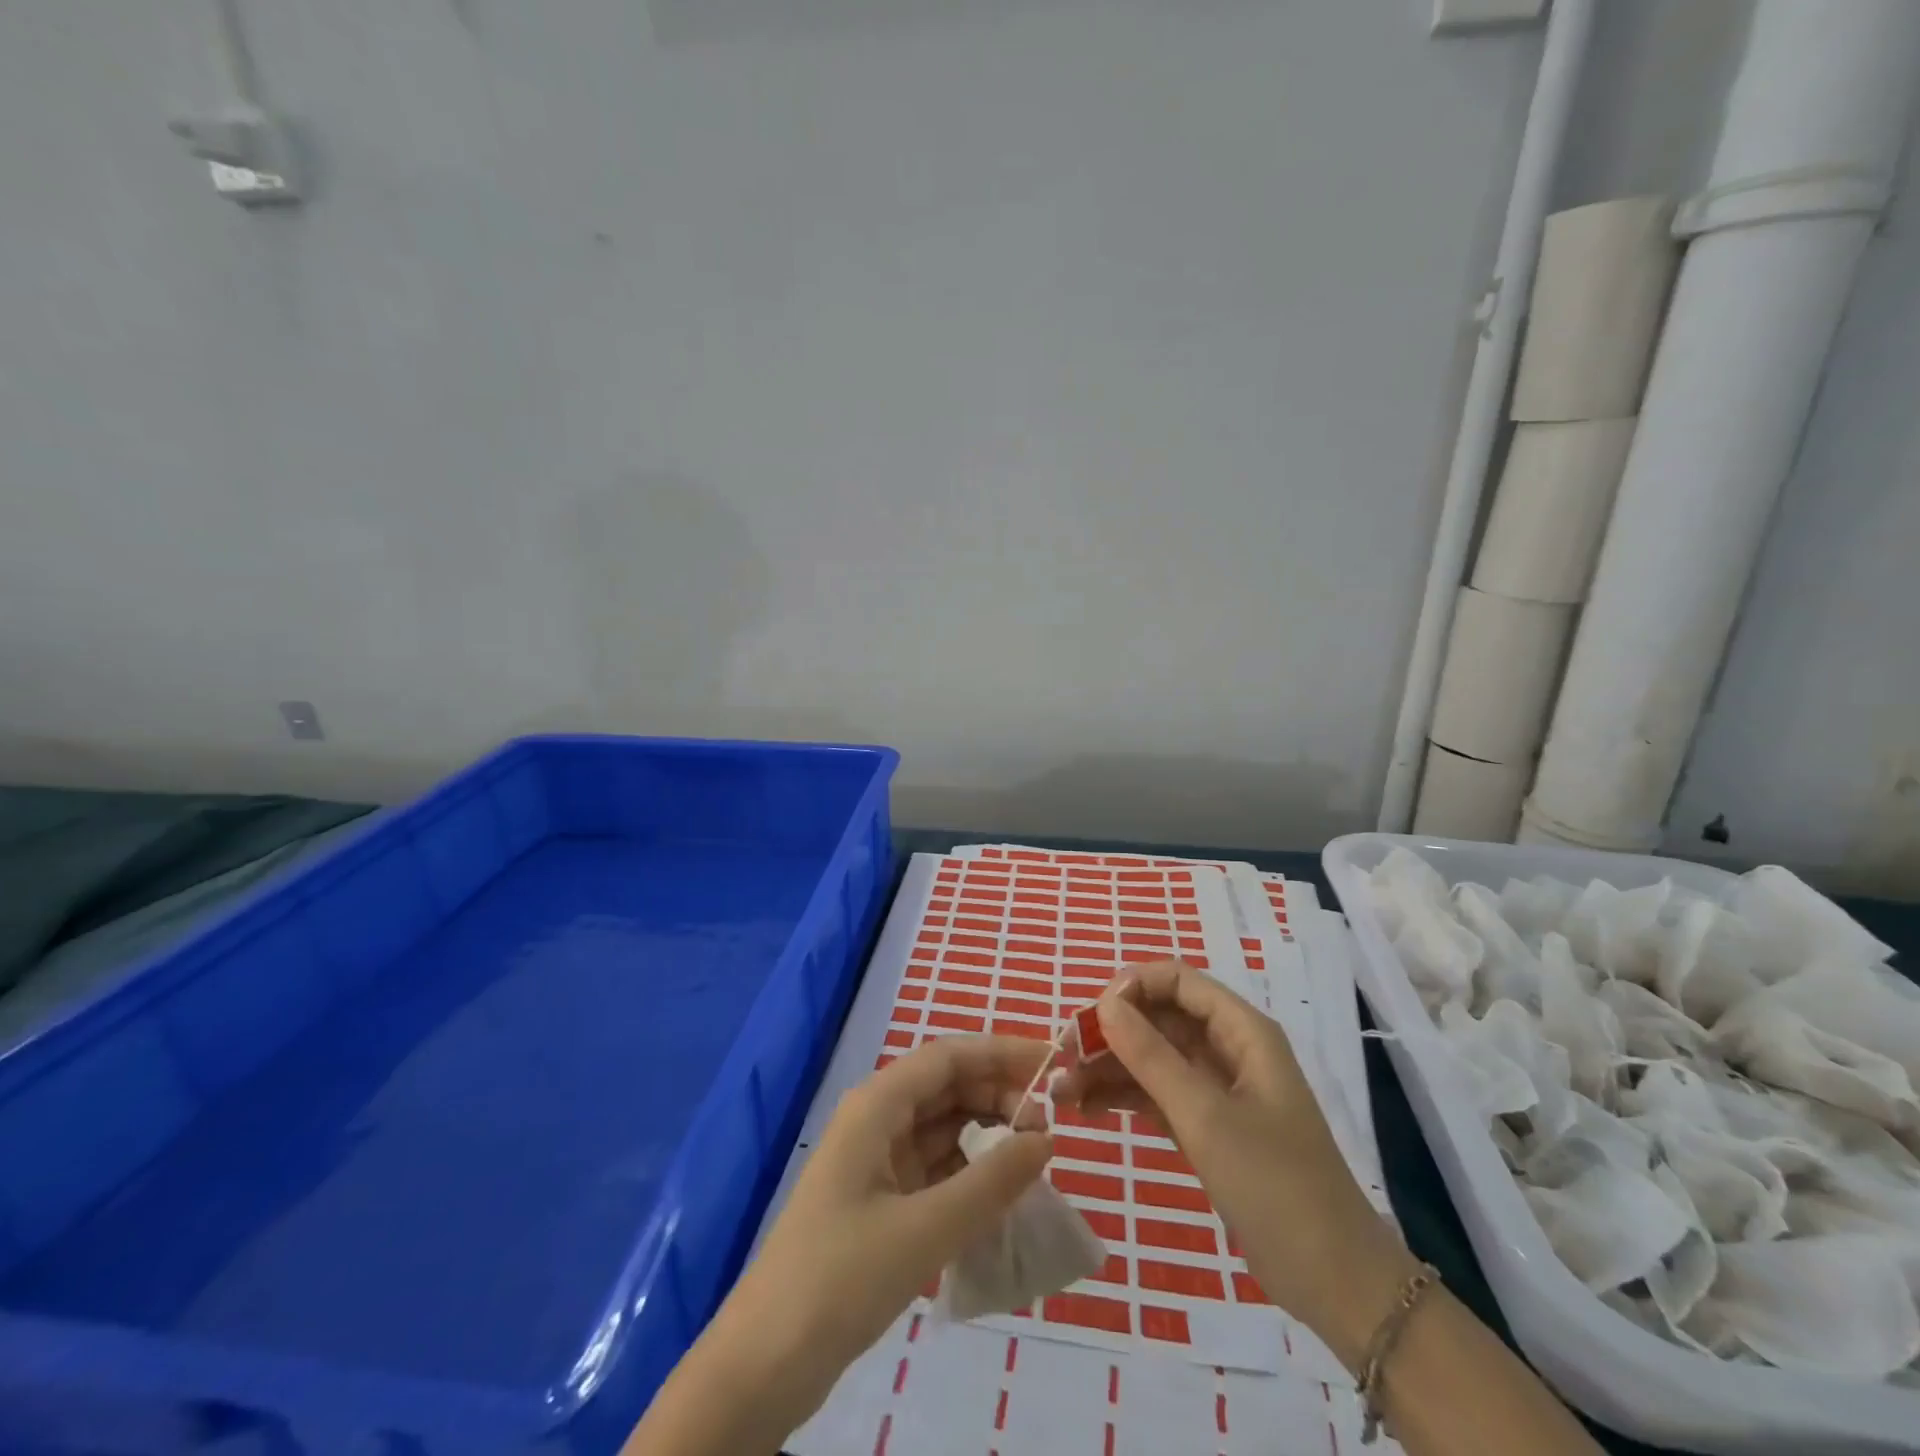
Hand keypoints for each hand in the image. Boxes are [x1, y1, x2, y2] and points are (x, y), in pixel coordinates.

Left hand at [724, 1037, 1053, 1409]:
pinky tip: (1000, 1191)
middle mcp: (877, 1118)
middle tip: (1050, 1125)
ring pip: (943, 1125)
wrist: (766, 1361)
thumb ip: (991, 1181)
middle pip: (947, 1085)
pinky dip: (969, 1169)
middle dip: (999, 1094)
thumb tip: (1046, 1138)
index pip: (949, 1056)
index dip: (1002, 1052)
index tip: (1053, 1065)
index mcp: (877, 1104)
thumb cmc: (841, 1277)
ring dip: (987, 1131)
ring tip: (1034, 1156)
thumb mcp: (925, 1229)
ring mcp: (876, 1159)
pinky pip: (935, 1164)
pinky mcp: (880, 1198)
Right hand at [1053, 961, 1413, 1356]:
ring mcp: (1217, 1088)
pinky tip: (1086, 1108)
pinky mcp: (1208, 1124)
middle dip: (1111, 1031)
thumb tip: (1105, 1003)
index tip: (1090, 1017)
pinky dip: (1123, 1096)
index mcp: (1242, 1030)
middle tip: (1063, 1057)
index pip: (1177, 980)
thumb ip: (1151, 1056)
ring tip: (1061, 1091)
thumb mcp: (1205, 1116)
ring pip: (1152, 1056)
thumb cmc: (1275, 1185)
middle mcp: (1228, 1048)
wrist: (1333, 1280)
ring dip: (1108, 1067)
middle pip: (1159, 1017)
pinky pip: (1156, 1092)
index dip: (1131, 987)